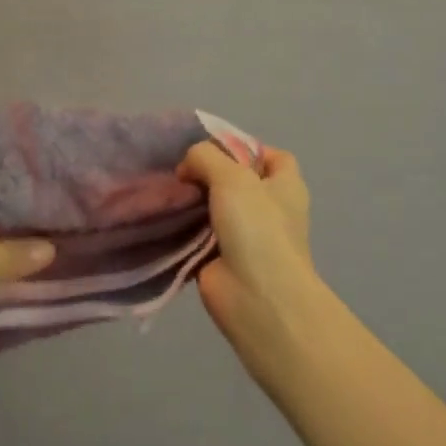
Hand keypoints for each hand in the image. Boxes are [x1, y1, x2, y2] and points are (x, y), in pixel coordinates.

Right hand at [177, 142, 332, 377]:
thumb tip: (187, 168)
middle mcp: (269, 209)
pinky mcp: (221, 259)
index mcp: (285, 186)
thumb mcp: (232, 176)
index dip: (245, 148)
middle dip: (208, 174)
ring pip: (214, 208)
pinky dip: (182, 229)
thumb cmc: (257, 228)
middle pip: (236, 182)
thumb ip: (205, 157)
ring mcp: (246, 237)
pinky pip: (198, 236)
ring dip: (191, 201)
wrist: (257, 297)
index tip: (212, 148)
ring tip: (165, 190)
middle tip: (179, 169)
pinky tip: (161, 217)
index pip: (271, 156)